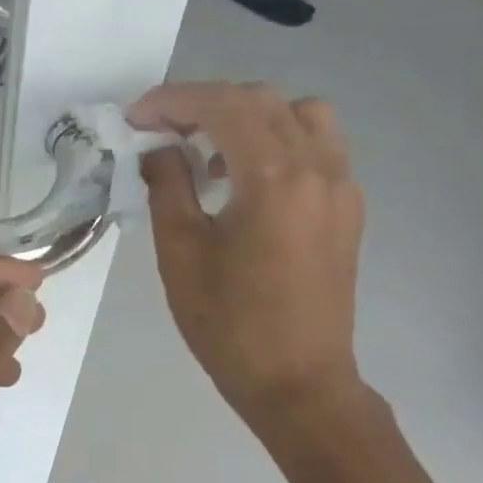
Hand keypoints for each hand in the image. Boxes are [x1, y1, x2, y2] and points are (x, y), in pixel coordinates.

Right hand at [131, 82, 364, 427]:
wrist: (298, 382)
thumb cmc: (229, 324)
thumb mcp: (181, 253)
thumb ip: (168, 186)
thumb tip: (158, 148)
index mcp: (274, 178)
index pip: (223, 105)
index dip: (173, 101)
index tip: (136, 118)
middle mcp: (318, 168)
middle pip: (261, 100)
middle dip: (204, 103)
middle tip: (161, 131)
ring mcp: (341, 186)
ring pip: (299, 114)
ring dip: (247, 116)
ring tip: (208, 152)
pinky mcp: (347, 207)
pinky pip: (317, 146)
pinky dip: (276, 140)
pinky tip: (243, 180)